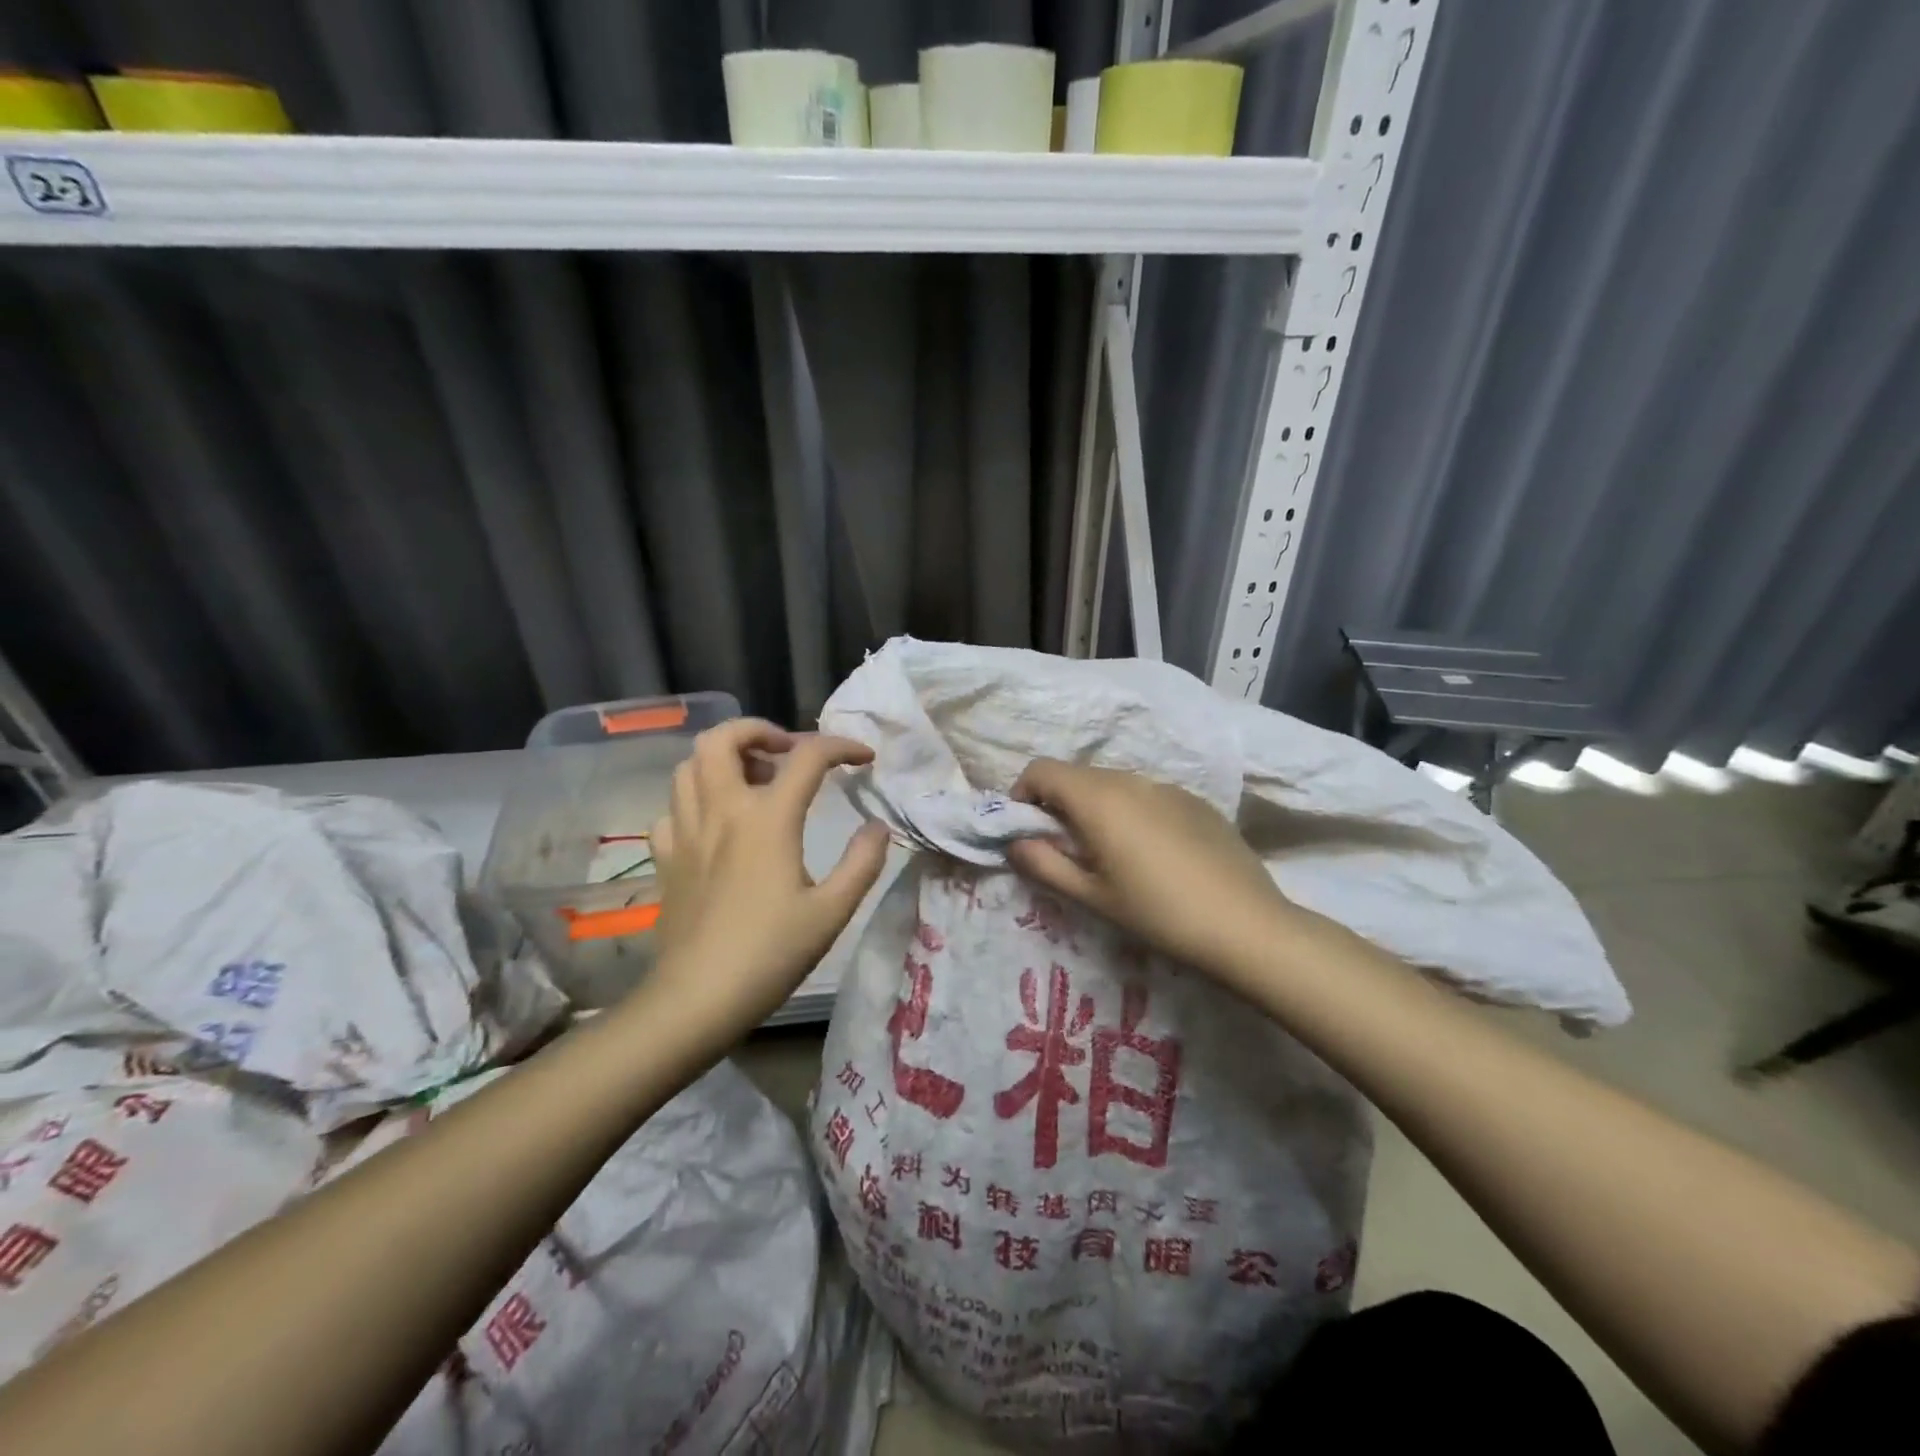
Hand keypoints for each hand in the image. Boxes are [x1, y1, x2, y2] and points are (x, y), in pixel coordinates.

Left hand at [641, 720, 890, 1038]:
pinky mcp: (665, 858)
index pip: (807, 757)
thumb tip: (877, 826)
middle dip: (759, 731)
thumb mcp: (832, 911)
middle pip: (723, 738)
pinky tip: (718, 825)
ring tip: (755, 783)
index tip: (864, 758)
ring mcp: (685, 831)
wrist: (697, 999)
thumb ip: (862, 862)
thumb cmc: (771, 953)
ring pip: (690, 766)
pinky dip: (698, 801)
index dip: (841, 746)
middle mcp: (721, 811)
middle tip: (787, 754)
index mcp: (767, 818)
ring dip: (725, 759)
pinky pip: (674, 808)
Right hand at [1006, 758, 1301, 981]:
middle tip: (1064, 849)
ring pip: (1114, 784)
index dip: (1023, 794)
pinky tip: (1153, 855)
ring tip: (1109, 854)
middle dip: (1058, 803)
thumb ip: (1044, 865)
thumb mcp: (1092, 896)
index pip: (1042, 770)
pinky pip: (1147, 795)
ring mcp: (1167, 787)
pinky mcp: (1195, 801)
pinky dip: (1132, 812)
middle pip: (1077, 775)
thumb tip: (1014, 843)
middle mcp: (1130, 780)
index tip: (1026, 829)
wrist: (1246, 925)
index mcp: (1098, 799)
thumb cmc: (1158, 913)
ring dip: (1095, 807)